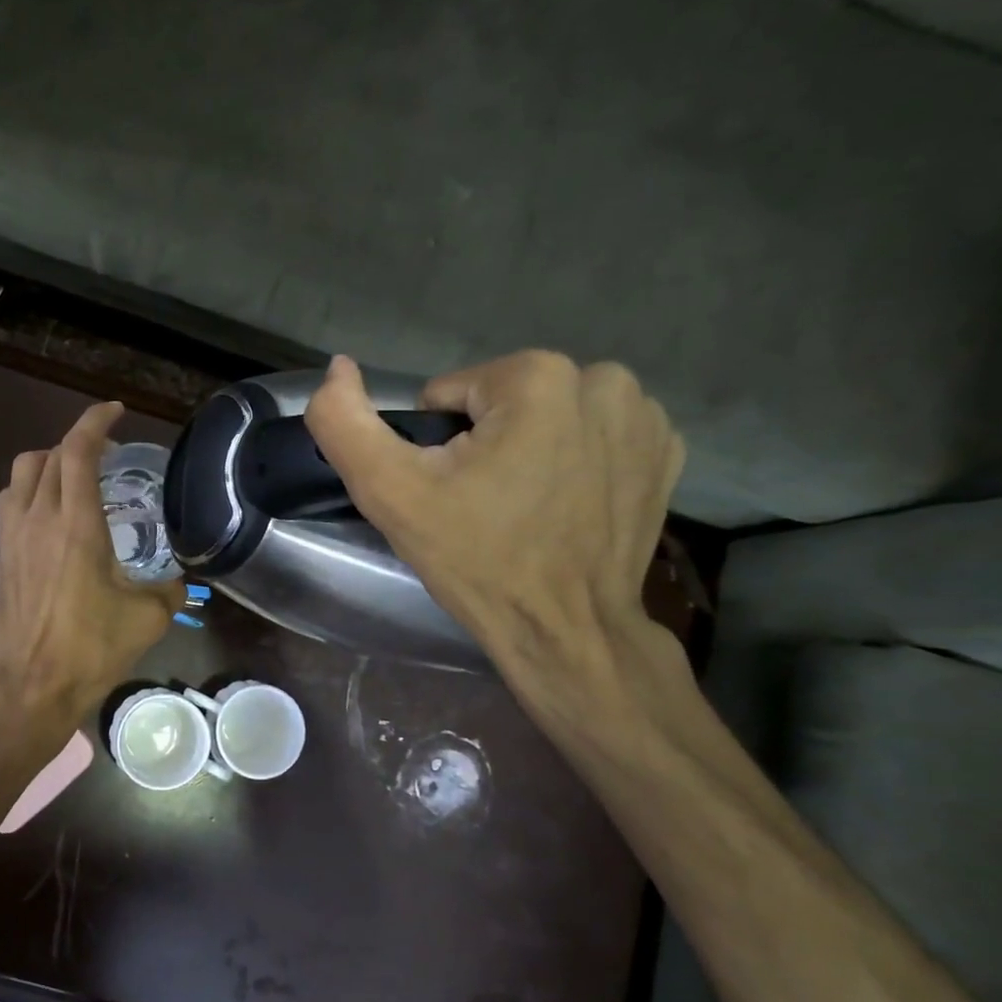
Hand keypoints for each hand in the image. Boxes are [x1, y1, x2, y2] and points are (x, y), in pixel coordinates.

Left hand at [0, 402, 184, 726]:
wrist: (32, 686)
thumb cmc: (92, 649)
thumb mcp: (148, 618)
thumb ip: (170, 590)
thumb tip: (180, 581)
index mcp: (76, 524)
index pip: (78, 451)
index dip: (96, 421)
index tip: (116, 411)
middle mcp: (39, 518)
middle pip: (50, 455)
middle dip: (80, 443)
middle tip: (110, 455)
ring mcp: (14, 536)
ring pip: (23, 472)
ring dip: (49, 461)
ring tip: (76, 477)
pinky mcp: (2, 555)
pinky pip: (12, 501)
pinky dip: (32, 488)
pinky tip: (53, 513)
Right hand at [302, 353, 683, 665]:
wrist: (565, 632)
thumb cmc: (477, 559)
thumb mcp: (390, 492)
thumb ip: (344, 423)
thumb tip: (337, 368)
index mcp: (536, 377)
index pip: (449, 395)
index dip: (436, 447)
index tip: (450, 493)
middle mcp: (602, 380)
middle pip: (501, 402)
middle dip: (484, 444)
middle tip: (481, 506)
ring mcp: (644, 418)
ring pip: (548, 416)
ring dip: (529, 449)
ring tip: (523, 509)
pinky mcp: (665, 454)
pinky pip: (594, 438)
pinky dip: (575, 463)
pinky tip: (566, 507)